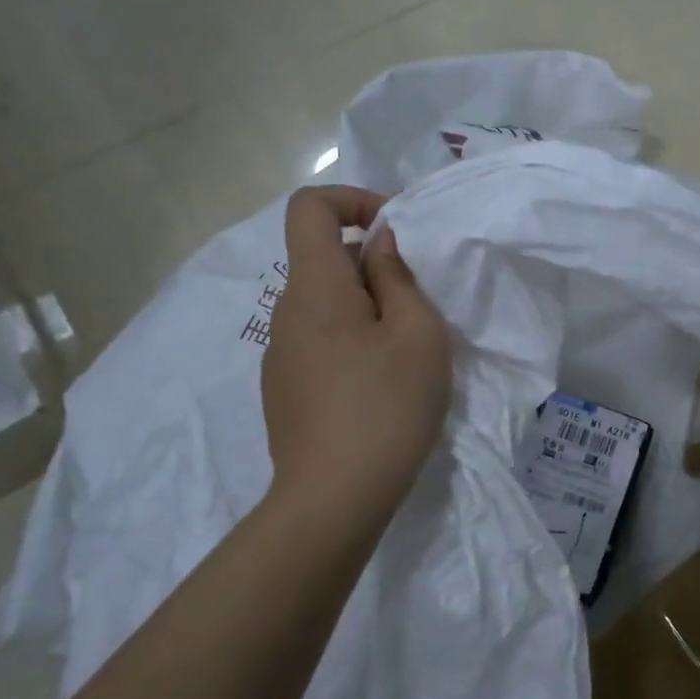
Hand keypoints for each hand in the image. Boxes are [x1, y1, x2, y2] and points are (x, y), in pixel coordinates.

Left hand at [261, 187, 451, 517]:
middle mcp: (285, 312)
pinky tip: (380, 387)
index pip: (309, 207)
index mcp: (315, 287)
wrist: (334, 498)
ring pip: (325, 304)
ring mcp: (280, 354)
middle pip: (323, 258)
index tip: (396, 231)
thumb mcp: (417, 334)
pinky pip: (319, 340)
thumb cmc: (386, 407)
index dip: (353, 200)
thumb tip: (380, 245)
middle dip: (374, 265)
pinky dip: (352, 341)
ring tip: (406, 353)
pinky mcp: (284, 388)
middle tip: (419, 308)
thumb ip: (398, 277)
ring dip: (367, 308)